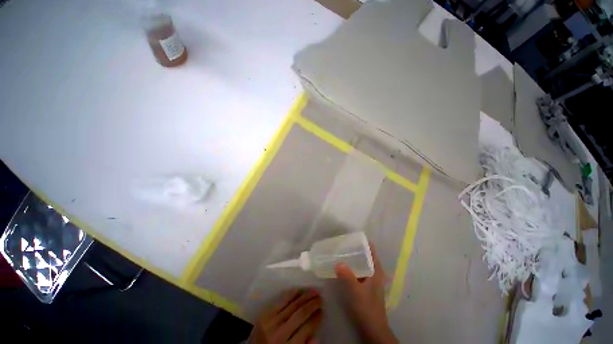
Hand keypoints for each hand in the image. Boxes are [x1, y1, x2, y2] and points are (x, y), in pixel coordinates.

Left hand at [249, 288, 322, 343]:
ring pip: (292, 305)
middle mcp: (280, 333)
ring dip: (304, 296)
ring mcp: (271, 322)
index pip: (306, 329)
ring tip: (314, 291)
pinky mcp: (265, 314)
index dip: (316, 319)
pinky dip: (290, 294)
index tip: (322, 311)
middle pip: (300, 314)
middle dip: (312, 304)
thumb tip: (316, 337)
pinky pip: (281, 301)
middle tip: (320, 298)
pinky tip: (298, 290)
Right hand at [335, 245, 397, 343]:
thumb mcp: (356, 291)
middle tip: (343, 244)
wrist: (372, 329)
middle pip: (366, 256)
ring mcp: (370, 280)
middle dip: (356, 249)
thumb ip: (347, 276)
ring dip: (353, 258)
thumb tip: (338, 262)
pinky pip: (359, 272)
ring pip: (362, 264)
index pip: (372, 251)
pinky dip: (352, 268)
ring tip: (341, 253)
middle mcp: (374, 273)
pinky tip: (343, 268)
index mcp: (376, 271)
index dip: (364, 243)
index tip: (353, 237)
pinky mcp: (365, 287)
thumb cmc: (367, 308)